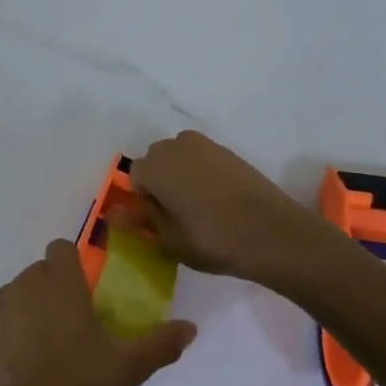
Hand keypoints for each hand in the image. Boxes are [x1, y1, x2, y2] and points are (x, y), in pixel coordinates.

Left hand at [0, 240, 195, 385]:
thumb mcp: (128, 367)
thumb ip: (160, 343)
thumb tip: (191, 327)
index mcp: (61, 283)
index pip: (61, 249)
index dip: (71, 267)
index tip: (82, 295)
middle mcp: (24, 283)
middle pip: (37, 273)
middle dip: (49, 291)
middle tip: (67, 330)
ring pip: (10, 294)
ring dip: (22, 310)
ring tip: (36, 350)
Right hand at [129, 130, 326, 285]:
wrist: (274, 234)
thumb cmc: (213, 240)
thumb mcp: (169, 240)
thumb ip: (139, 221)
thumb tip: (112, 213)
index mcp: (155, 165)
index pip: (134, 177)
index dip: (145, 201)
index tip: (161, 223)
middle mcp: (177, 146)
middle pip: (156, 162)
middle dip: (161, 184)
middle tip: (179, 217)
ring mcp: (206, 145)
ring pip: (180, 159)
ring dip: (182, 177)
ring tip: (200, 209)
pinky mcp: (230, 152)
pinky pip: (203, 160)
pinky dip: (203, 176)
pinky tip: (219, 202)